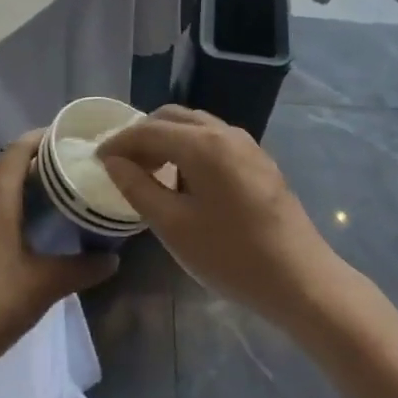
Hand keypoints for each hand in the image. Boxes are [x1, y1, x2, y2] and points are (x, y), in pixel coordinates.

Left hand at [0, 132, 118, 380]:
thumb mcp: (44, 286)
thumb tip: (112, 258)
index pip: (18, 151)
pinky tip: (26, 232)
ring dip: (18, 185)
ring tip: (52, 199)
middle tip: (67, 171)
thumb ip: (81, 269)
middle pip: (4, 166)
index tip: (69, 138)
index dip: (42, 138)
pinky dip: (6, 207)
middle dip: (34, 161)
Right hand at [100, 106, 348, 329]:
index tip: (97, 159)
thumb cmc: (231, 255)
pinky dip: (189, 147)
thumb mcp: (173, 226)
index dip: (119, 142)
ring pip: (195, 125)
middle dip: (143, 134)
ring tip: (149, 171)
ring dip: (167, 139)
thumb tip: (113, 162)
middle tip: (122, 164)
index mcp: (202, 143)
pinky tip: (185, 179)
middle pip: (172, 118)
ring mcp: (247, 144)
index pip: (148, 130)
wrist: (301, 279)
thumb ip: (137, 187)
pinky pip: (214, 139)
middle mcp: (225, 132)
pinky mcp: (259, 160)